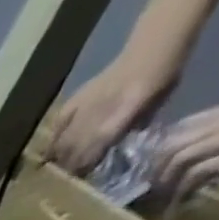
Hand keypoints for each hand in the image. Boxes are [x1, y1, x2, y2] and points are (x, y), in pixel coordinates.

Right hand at [45, 57, 176, 174]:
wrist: (158, 40)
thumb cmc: (164, 72)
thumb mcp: (157, 104)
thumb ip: (131, 129)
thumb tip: (110, 153)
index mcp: (123, 113)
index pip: (95, 150)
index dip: (86, 168)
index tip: (83, 179)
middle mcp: (98, 112)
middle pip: (74, 150)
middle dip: (70, 166)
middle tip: (71, 177)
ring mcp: (83, 106)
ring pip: (61, 143)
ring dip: (60, 157)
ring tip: (60, 168)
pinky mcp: (74, 102)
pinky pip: (57, 127)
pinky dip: (54, 140)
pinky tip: (54, 148)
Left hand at [153, 95, 218, 199]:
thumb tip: (194, 156)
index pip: (186, 123)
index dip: (162, 146)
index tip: (153, 165)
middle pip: (175, 142)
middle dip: (156, 167)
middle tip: (153, 185)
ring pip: (180, 158)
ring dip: (166, 182)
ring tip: (164, 196)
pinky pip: (196, 176)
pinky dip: (181, 195)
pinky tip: (178, 207)